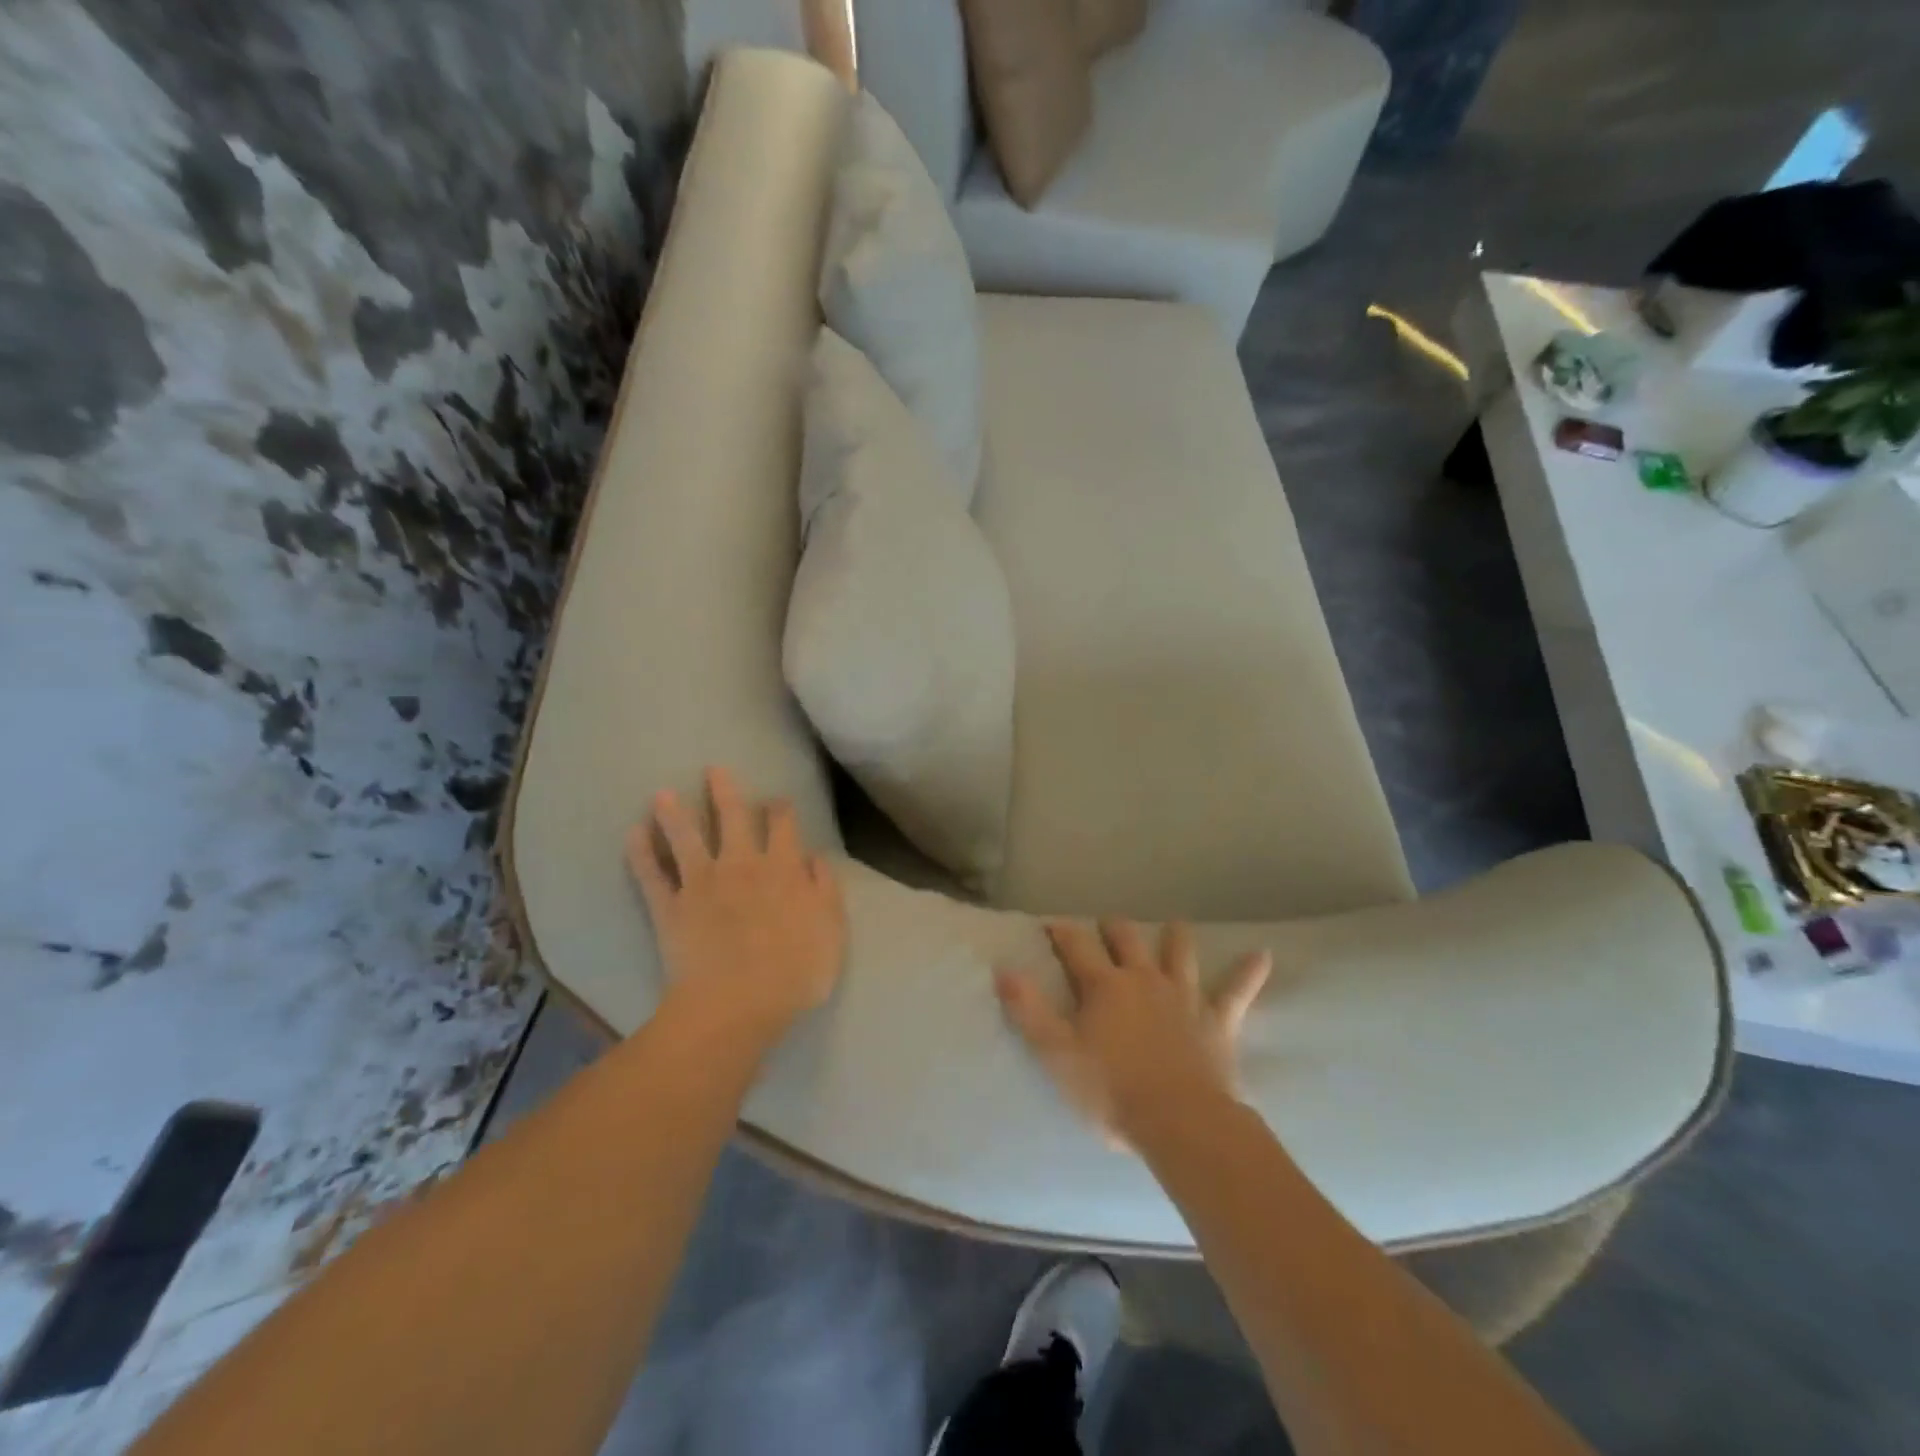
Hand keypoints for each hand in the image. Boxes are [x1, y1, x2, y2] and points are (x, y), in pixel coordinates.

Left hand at [626, 766, 846, 1045]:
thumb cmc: (793, 973)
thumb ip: (826, 891)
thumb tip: (816, 859)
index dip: (779, 809)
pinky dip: (640, 853)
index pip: (782, 826)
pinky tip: (632, 834)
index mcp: (783, 870)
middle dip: (724, 792)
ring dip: (674, 813)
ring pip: (686, 838)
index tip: (776, 800)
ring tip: (662, 793)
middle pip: (732, 818)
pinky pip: (651, 875)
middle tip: (714, 770)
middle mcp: (742, 865)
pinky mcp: (670, 907)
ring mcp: (701, 884)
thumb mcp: (831, 932)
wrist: (736, 1005)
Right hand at [995, 921, 1270, 1148]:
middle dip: (1114, 928)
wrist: (1179, 1123)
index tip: (1052, 924)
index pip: (1076, 946)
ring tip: (1175, 924)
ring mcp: (1184, 996)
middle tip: (1107, 925)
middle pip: (1127, 939)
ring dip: (1175, 937)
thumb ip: (1029, 1010)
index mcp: (1104, 986)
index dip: (1062, 931)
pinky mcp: (1217, 1020)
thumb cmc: (1111, 1091)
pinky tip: (1263, 955)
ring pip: (1179, 953)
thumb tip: (1004, 969)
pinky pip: (1237, 991)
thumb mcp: (1057, 1054)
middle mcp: (1144, 978)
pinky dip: (1248, 972)